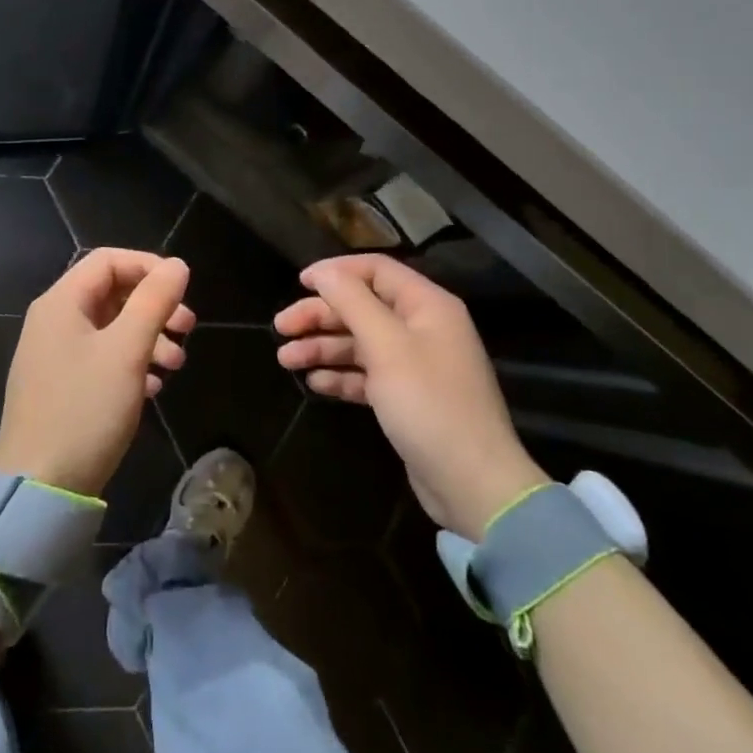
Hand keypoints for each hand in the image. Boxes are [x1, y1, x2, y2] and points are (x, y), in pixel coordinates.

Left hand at [0, 249, 194, 496]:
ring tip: (177, 365)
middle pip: (111, 294)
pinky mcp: (60, 387)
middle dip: (154, 307)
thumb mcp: (126, 351)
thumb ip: (153, 302)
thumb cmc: (85, 409)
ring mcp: (54, 356)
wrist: (39, 487)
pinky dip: (131, 363)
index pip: (108, 261)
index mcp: (61, 303)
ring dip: (148, 338)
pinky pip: (101, 359)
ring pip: (110, 329)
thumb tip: (177, 265)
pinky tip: (153, 387)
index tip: (183, 290)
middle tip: (189, 328)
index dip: (149, 267)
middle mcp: (53, 322)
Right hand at [275, 254, 542, 538]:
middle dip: (321, 315)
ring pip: (360, 342)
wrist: (471, 482)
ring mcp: (415, 364)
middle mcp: (422, 328)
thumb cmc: (429, 403)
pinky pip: (367, 374)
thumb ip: (352, 303)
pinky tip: (315, 382)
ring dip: (323, 347)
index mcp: (426, 305)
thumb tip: (325, 272)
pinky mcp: (406, 397)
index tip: (298, 283)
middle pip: (362, 307)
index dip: (336, 272)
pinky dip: (341, 375)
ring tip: (286, 360)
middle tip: (281, 328)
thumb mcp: (387, 346)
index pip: (376, 270)